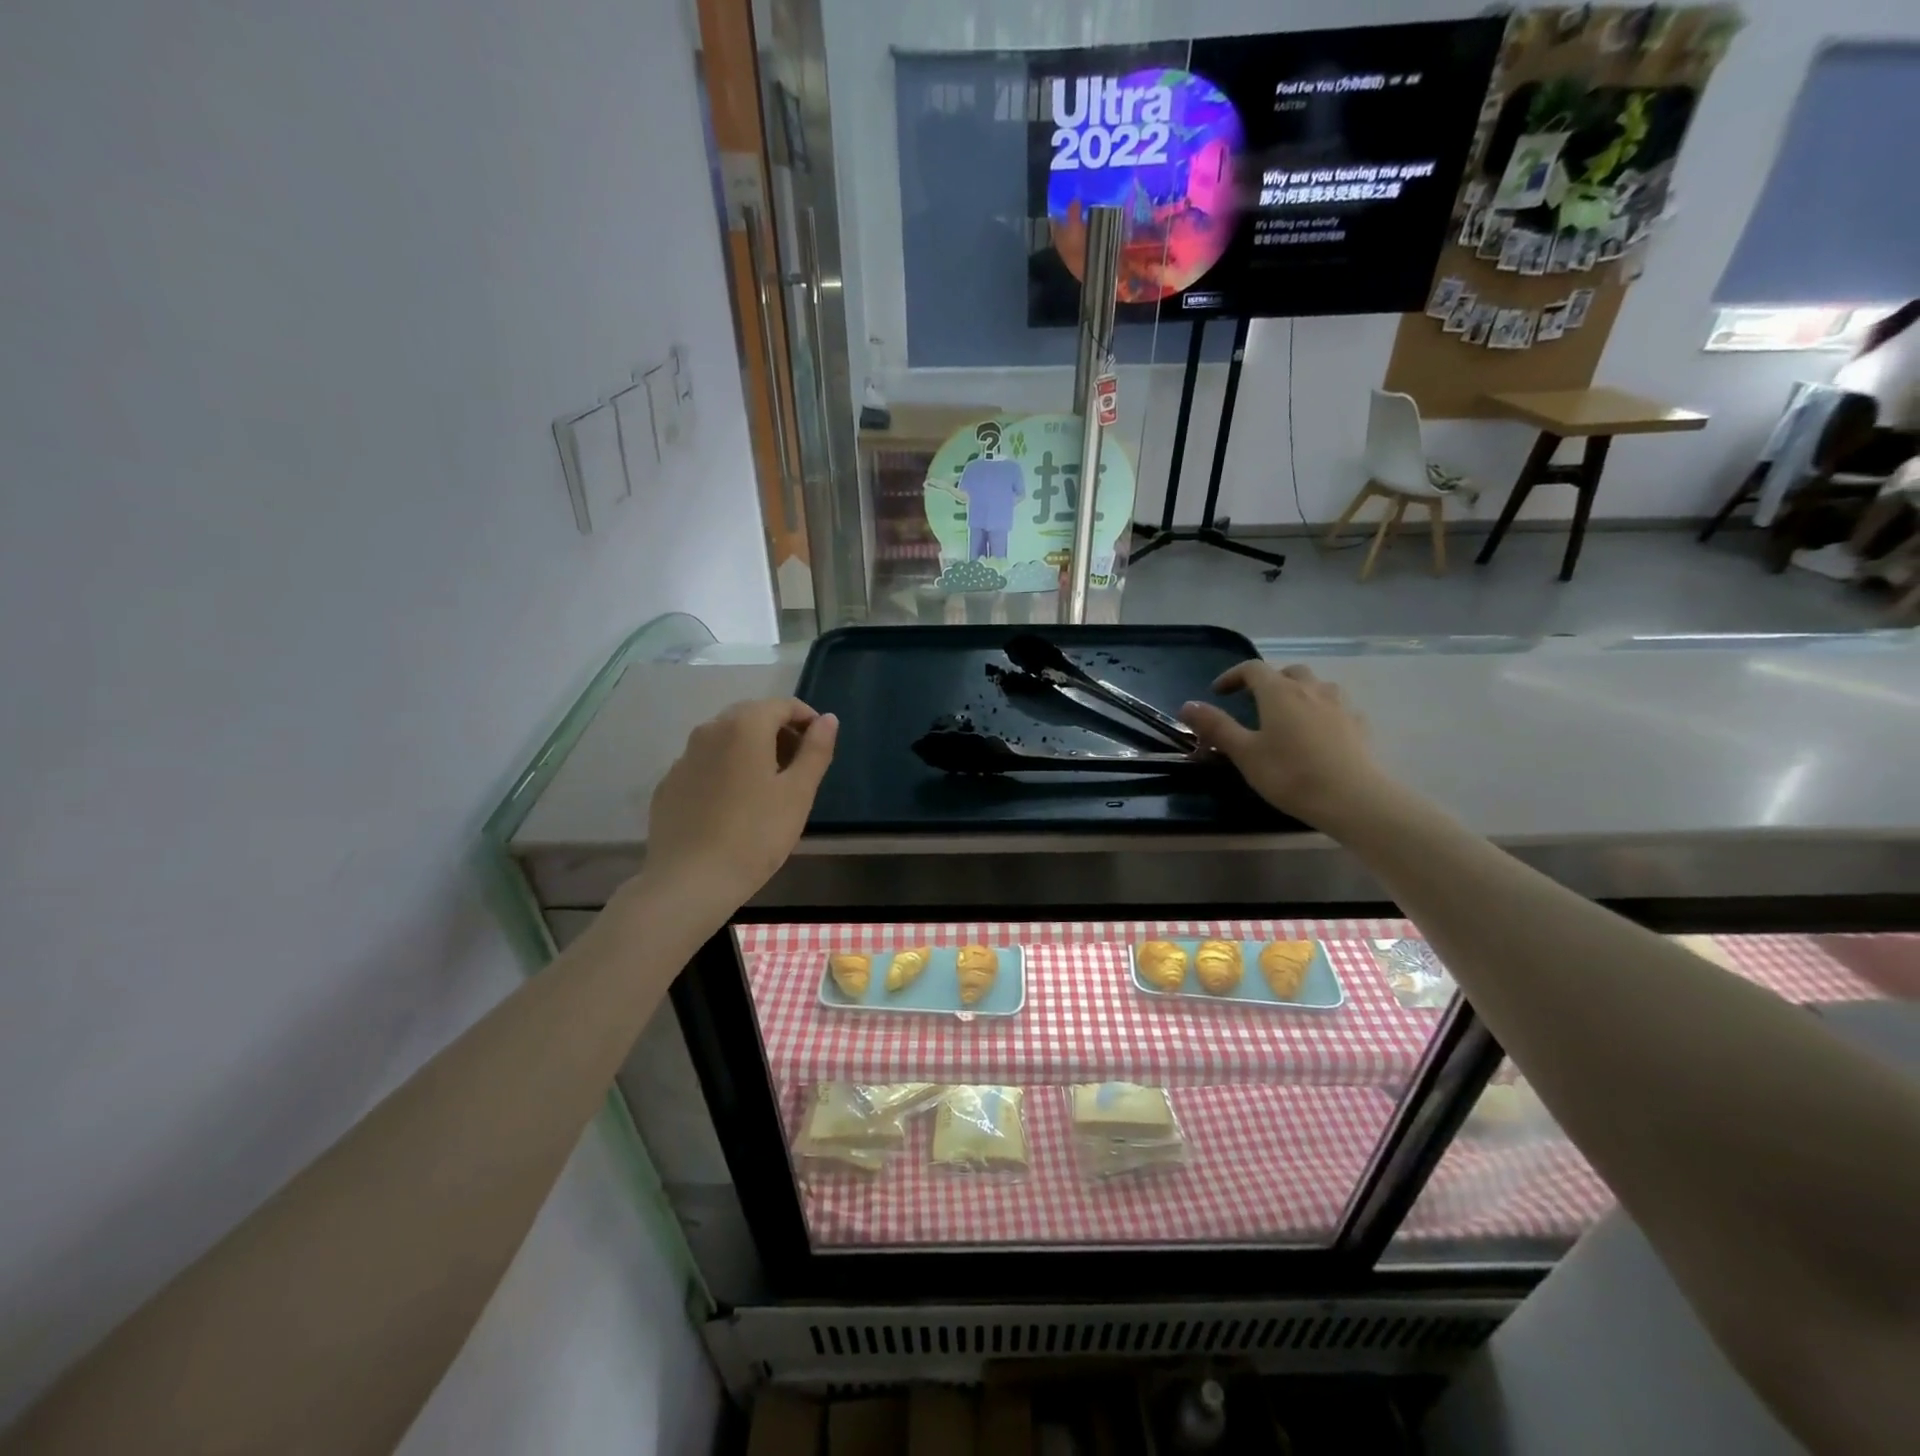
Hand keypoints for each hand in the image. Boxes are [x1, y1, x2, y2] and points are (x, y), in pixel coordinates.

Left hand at [642, 698, 837, 914]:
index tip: (821, 745)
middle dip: (779, 731)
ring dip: (751, 750)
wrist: (690, 881)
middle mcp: (709, 731)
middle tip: (798, 765)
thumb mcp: (798, 793)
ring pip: (725, 740)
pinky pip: (704, 764)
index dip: (807, 719)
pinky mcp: (668, 785)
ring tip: (768, 786)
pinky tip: (733, 805)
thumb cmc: (756, 834)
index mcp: (744, 726)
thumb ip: (816, 750)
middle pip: (750, 717)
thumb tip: (828, 719)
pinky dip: (725, 770)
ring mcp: (683, 758)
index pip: (782, 705)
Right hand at [1178, 662, 1389, 827]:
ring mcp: (1340, 705)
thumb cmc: (1290, 774)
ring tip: (1289, 714)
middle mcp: (1311, 689)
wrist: (1352, 798)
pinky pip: (1337, 707)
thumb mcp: (1244, 753)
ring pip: (1317, 685)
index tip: (1218, 692)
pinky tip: (1319, 732)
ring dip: (1299, 692)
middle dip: (1269, 681)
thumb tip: (1187, 705)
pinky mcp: (1359, 724)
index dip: (1232, 676)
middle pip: (1288, 672)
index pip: (1252, 669)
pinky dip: (1323, 711)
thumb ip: (1216, 726)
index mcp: (1279, 692)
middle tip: (1255, 703)